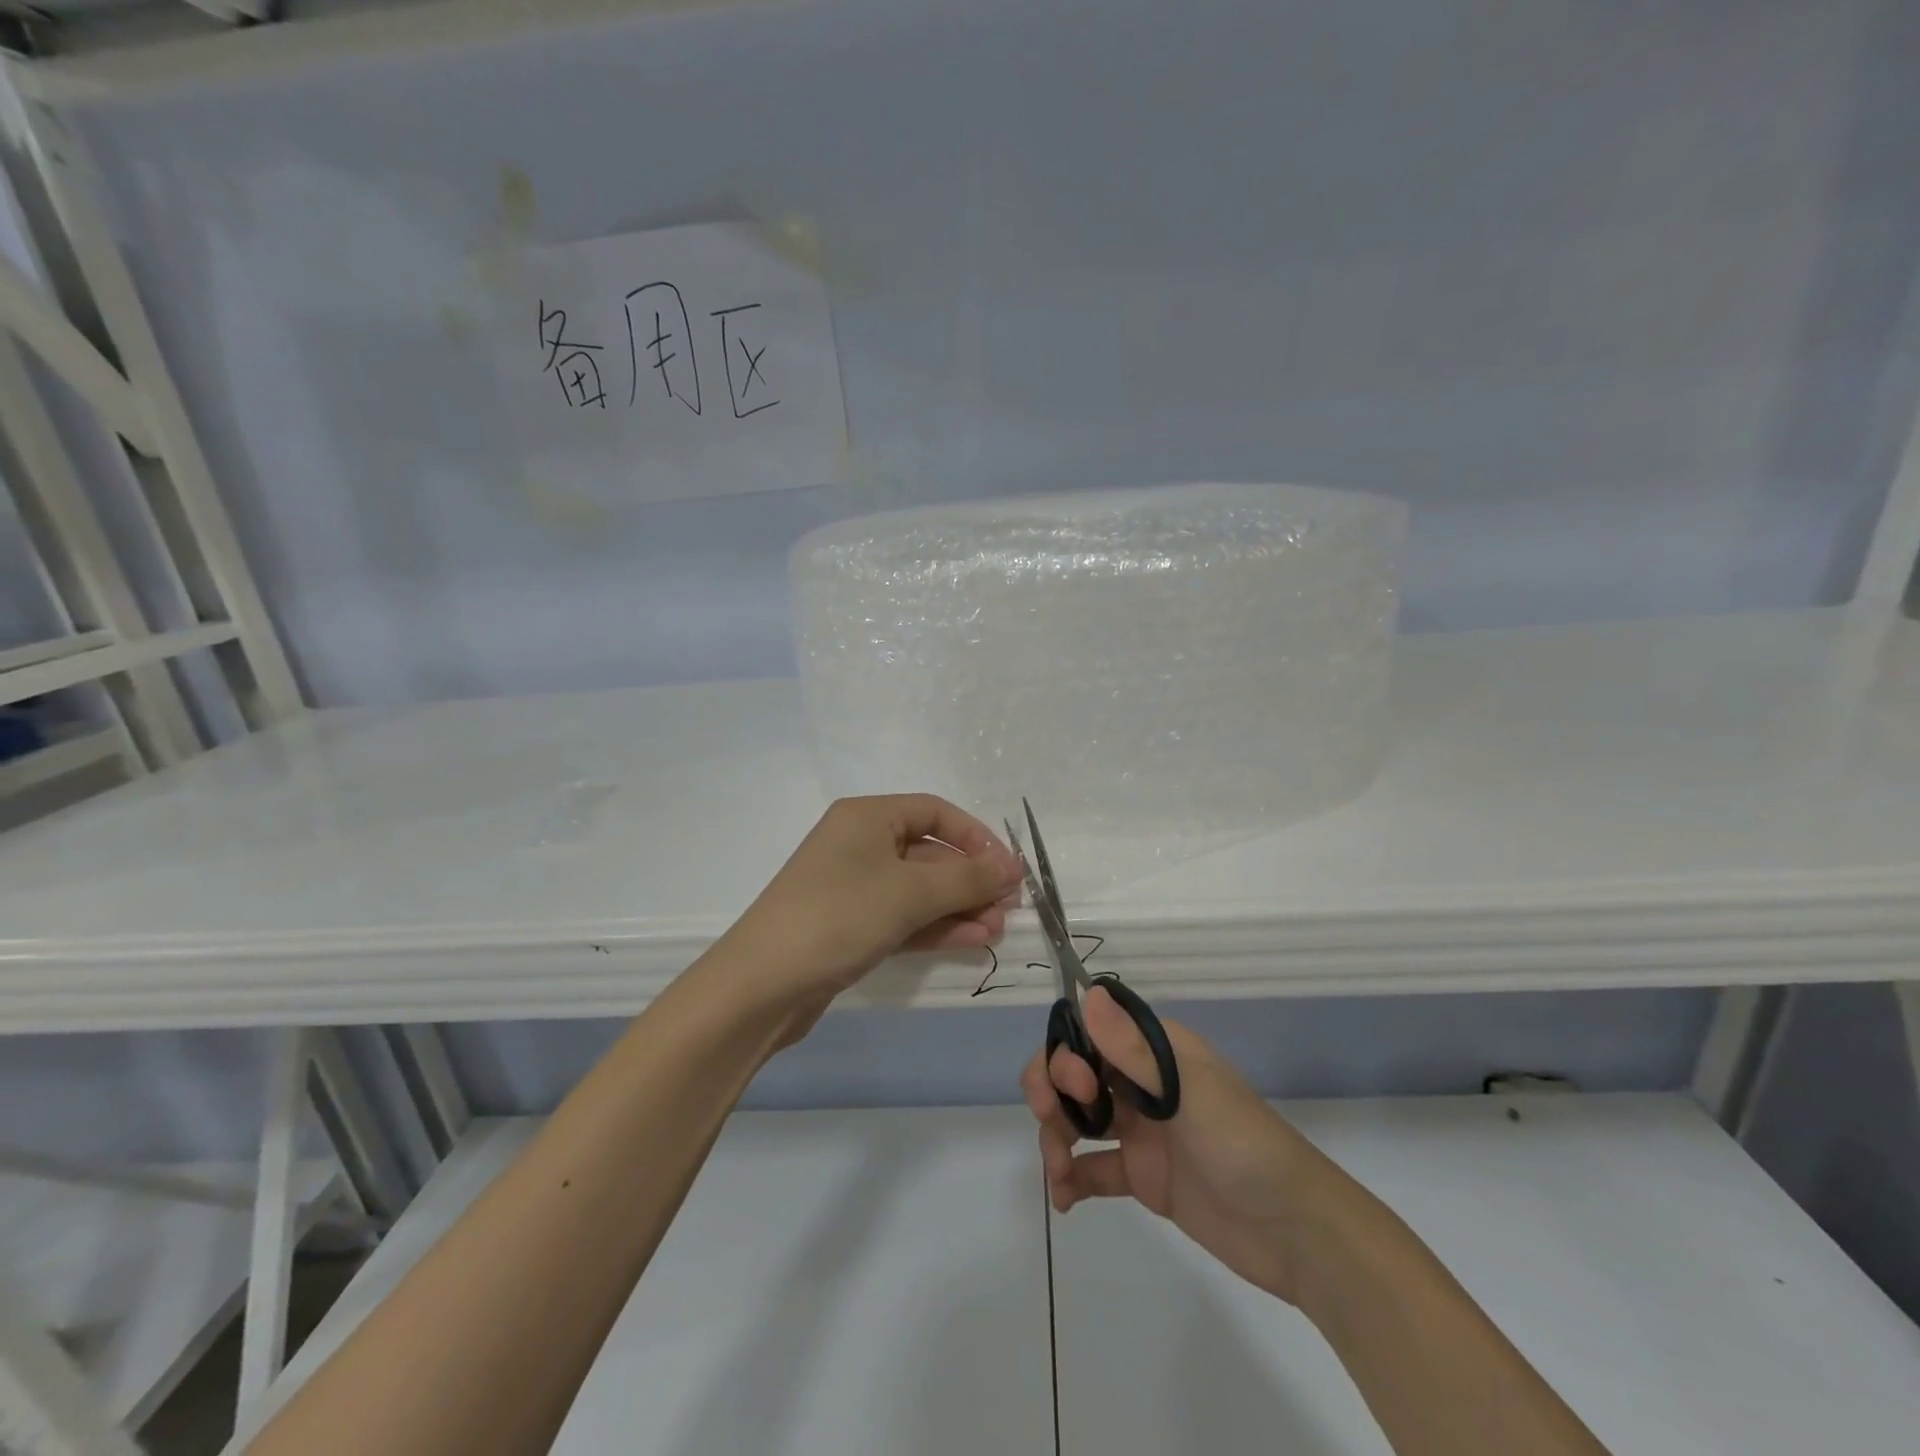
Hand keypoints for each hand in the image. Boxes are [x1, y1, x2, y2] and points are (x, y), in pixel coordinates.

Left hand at [716, 794, 1022, 1012]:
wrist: (762, 985)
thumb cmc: (840, 916)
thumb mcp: (911, 892)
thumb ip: (968, 878)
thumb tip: (1013, 866)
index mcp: (867, 816)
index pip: (935, 812)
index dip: (976, 837)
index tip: (1007, 868)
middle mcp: (859, 844)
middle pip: (929, 852)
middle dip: (970, 879)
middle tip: (1006, 907)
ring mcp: (852, 887)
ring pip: (918, 889)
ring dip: (958, 906)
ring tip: (995, 930)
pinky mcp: (849, 925)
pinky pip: (902, 916)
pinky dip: (934, 925)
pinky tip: (969, 940)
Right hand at [1022, 988, 1335, 1305]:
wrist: (1295, 1233)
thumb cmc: (1243, 1146)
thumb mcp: (1189, 1093)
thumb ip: (1133, 1049)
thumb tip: (1087, 992)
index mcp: (1156, 1051)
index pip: (1091, 1032)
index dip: (1067, 1053)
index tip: (1077, 1086)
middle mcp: (1142, 1082)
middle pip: (1076, 1072)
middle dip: (1053, 1092)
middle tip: (1052, 1124)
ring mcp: (1141, 1129)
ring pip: (1077, 1117)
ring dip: (1056, 1137)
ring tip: (1058, 1174)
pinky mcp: (1142, 1175)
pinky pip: (1092, 1167)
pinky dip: (1071, 1178)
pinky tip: (1063, 1198)